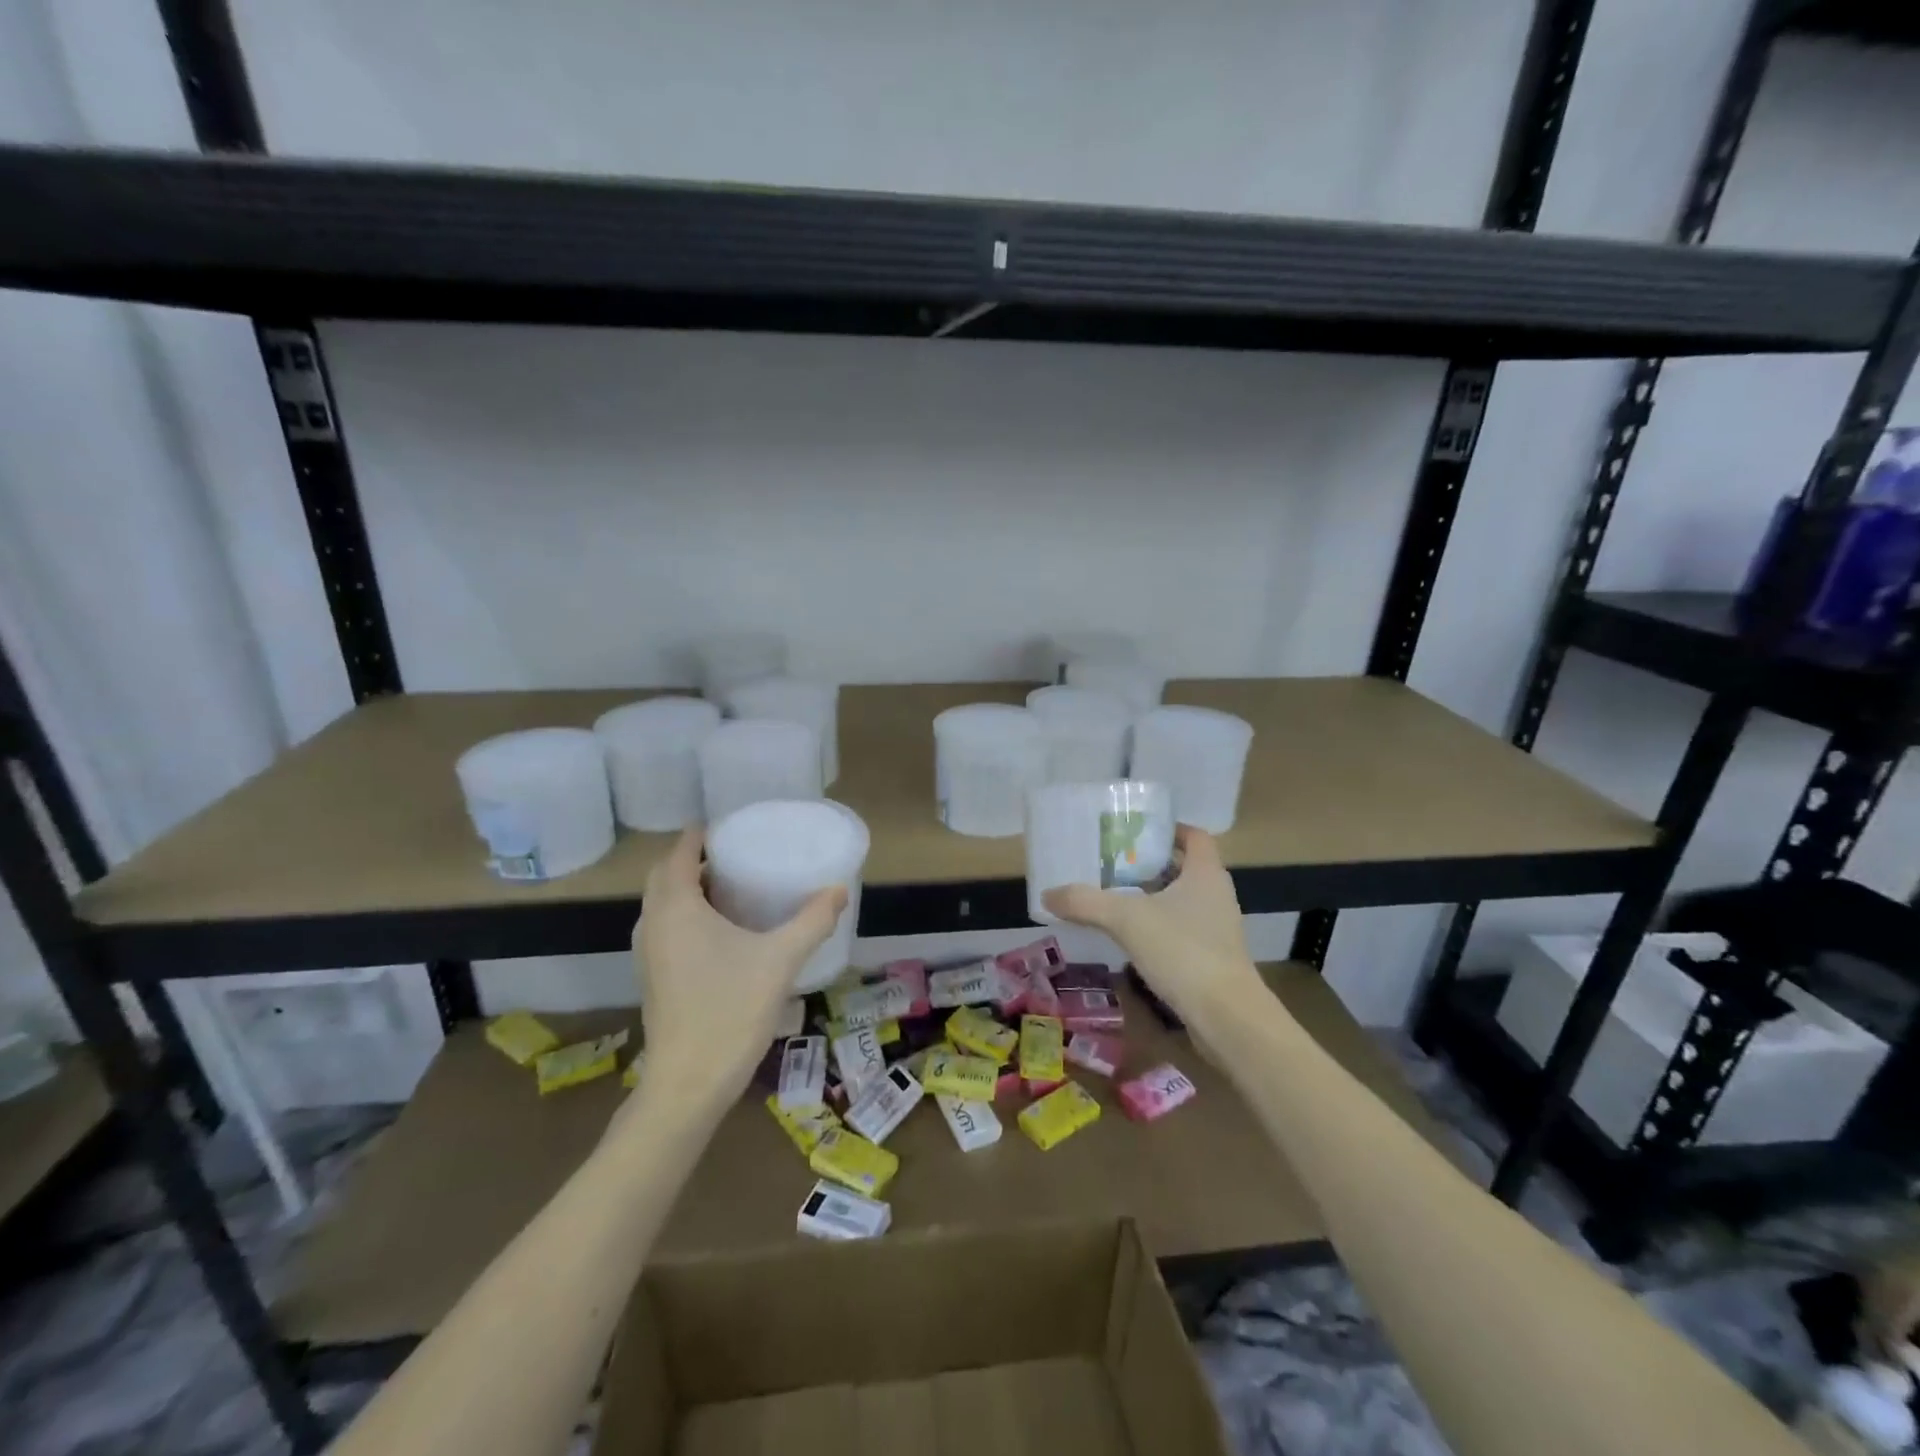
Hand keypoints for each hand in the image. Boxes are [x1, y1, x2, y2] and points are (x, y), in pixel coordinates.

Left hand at [632, 828, 845, 1108]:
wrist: (689, 1083)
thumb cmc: (731, 1010)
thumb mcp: (780, 960)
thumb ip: (812, 921)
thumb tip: (839, 890)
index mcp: (676, 908)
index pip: (679, 853)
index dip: (700, 835)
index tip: (729, 825)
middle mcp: (653, 924)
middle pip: (665, 876)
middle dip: (693, 859)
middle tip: (735, 853)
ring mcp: (648, 953)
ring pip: (663, 904)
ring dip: (688, 888)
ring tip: (731, 886)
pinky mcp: (654, 977)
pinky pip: (666, 928)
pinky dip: (686, 914)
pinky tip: (721, 931)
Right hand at [1042, 827, 1264, 1034]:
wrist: (1227, 1018)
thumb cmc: (1183, 951)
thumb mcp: (1126, 920)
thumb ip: (1085, 902)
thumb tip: (1047, 894)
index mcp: (1205, 873)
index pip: (1195, 836)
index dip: (1169, 829)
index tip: (1136, 832)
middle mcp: (1216, 895)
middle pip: (1184, 867)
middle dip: (1151, 864)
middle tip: (1114, 864)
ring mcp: (1217, 929)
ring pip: (1182, 901)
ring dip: (1153, 897)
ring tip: (1115, 898)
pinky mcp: (1212, 959)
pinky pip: (1181, 930)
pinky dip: (1158, 927)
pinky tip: (1130, 938)